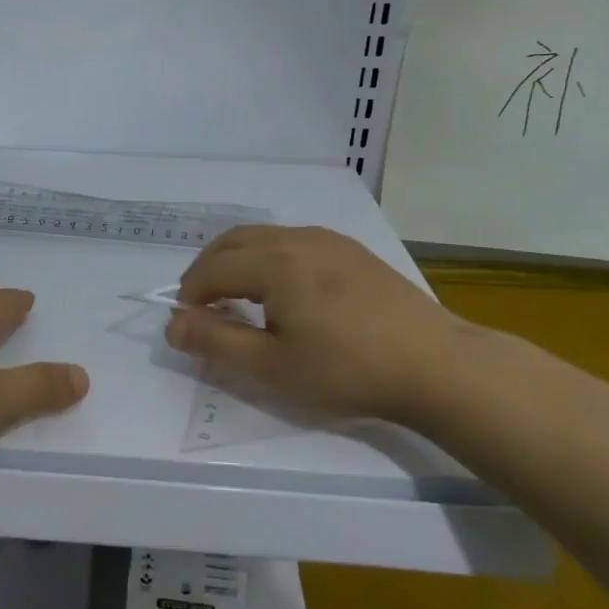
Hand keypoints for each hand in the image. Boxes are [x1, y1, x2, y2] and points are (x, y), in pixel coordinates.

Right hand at [167, 225, 491, 427]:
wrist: (436, 364)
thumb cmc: (347, 370)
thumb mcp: (272, 366)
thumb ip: (215, 341)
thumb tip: (172, 322)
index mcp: (274, 262)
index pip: (212, 268)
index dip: (190, 294)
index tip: (187, 325)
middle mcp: (297, 238)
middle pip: (233, 242)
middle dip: (208, 270)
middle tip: (204, 308)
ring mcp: (329, 240)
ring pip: (264, 238)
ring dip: (238, 262)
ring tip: (240, 301)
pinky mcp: (352, 250)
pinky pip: (293, 242)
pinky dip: (269, 259)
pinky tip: (286, 293)